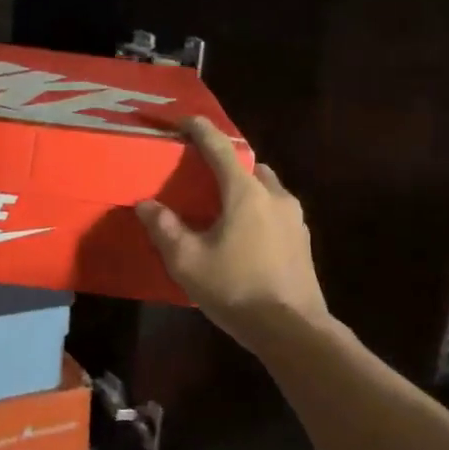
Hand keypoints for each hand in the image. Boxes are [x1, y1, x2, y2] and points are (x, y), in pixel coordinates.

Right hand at [136, 118, 328, 350]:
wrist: (292, 329)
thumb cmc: (236, 289)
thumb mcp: (187, 262)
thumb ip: (165, 229)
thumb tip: (146, 205)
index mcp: (246, 193)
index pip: (219, 147)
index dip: (198, 129)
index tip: (181, 120)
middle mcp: (275, 196)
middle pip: (247, 165)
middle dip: (224, 163)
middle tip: (198, 176)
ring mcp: (294, 218)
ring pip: (264, 188)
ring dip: (242, 189)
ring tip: (219, 209)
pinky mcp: (302, 241)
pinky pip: (274, 211)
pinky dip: (255, 211)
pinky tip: (241, 237)